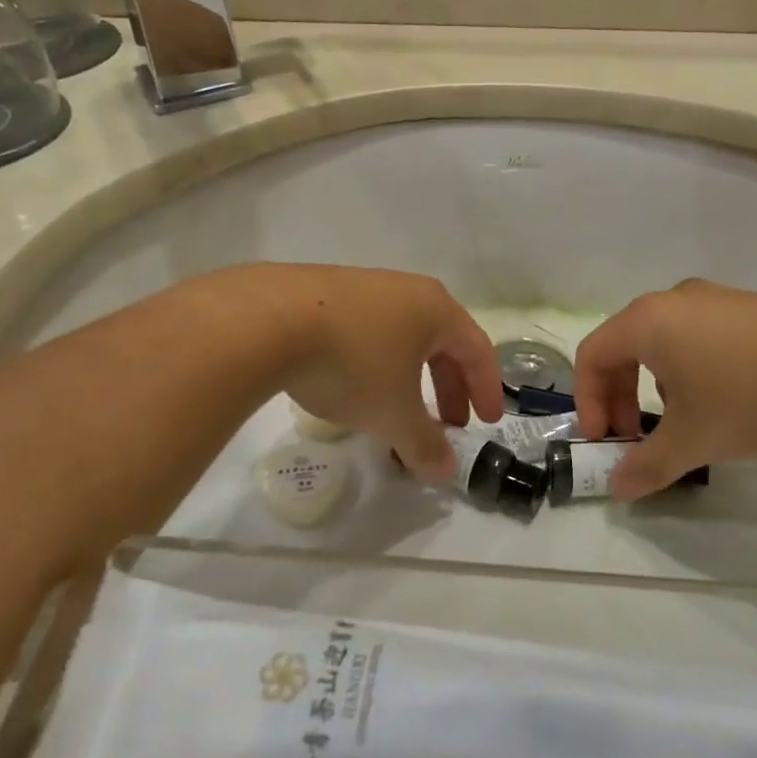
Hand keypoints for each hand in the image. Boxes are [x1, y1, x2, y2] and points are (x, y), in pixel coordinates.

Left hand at [243, 265, 505, 480]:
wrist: (269, 319)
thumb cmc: (352, 363)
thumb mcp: (393, 413)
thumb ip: (423, 443)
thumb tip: (445, 470)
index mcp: (435, 310)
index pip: (477, 349)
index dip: (487, 388)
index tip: (488, 422)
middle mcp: (406, 290)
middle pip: (442, 340)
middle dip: (448, 385)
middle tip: (448, 423)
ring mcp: (364, 286)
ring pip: (402, 335)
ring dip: (410, 375)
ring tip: (398, 408)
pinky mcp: (324, 291)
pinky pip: (367, 329)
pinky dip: (375, 361)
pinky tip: (352, 384)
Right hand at [574, 279, 756, 499]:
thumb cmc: (747, 394)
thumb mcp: (693, 439)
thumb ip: (648, 465)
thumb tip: (618, 487)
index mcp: (646, 321)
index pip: (592, 356)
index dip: (588, 401)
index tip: (605, 441)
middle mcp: (673, 301)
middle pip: (625, 346)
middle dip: (621, 395)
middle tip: (634, 436)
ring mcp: (715, 299)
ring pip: (663, 342)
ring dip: (656, 384)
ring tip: (684, 421)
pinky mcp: (749, 307)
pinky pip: (699, 336)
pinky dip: (691, 369)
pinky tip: (727, 400)